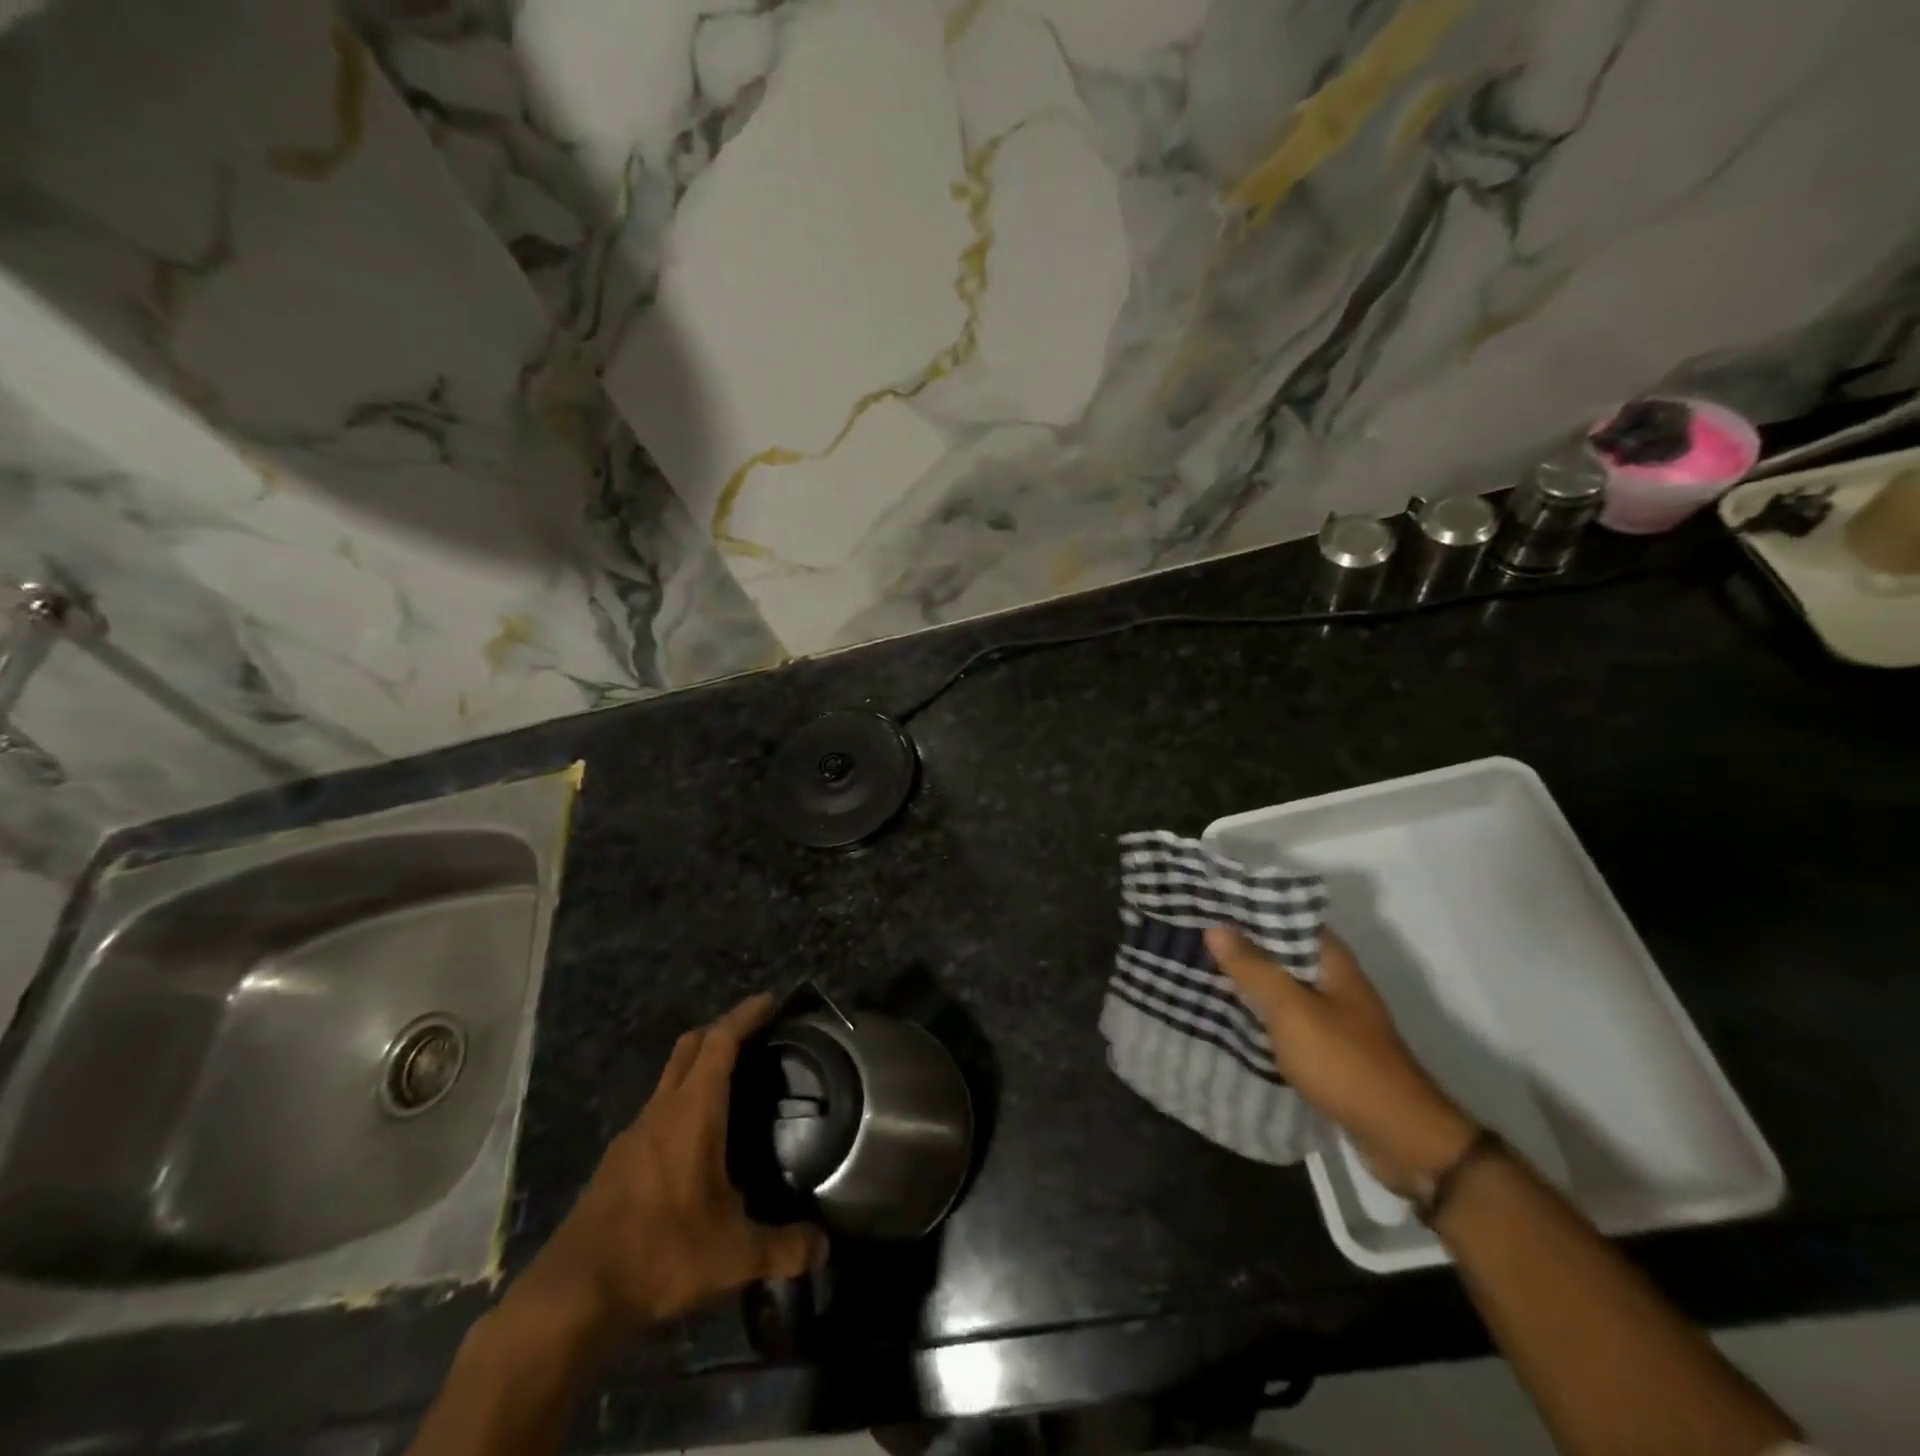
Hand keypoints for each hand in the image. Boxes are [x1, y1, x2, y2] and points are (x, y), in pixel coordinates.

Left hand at [510, 995, 824, 1341]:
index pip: (720, 1043)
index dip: (745, 1016)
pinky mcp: (616, 1163)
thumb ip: (783, 1248)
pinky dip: (681, 1105)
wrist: (572, 1296)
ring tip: (731, 1087)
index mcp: (693, 1112)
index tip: (768, 1000)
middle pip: (690, 1047)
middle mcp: (661, 1111)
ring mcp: (633, 1136)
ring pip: (670, 1079)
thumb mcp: (733, 1255)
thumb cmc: (660, 1253)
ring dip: (698, 1068)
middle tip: (755, 1034)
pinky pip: (656, 1113)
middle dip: (722, 1030)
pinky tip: (696, 1143)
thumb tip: (824, 1249)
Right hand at [1205, 926, 1476, 1190]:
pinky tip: (1227, 1013)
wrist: (1399, 1138)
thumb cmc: (1344, 1062)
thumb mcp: (1292, 1010)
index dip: (1250, 908)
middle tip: (1193, 935)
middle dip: (1242, 944)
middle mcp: (1335, 981)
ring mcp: (1332, 1016)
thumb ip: (1254, 968)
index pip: (1288, 918)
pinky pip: (1284, 1018)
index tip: (1209, 903)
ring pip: (1281, 986)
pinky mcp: (1326, 1048)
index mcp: (1333, 961)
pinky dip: (1259, 1012)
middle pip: (1282, 952)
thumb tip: (1216, 928)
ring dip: (1248, 979)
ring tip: (1199, 968)